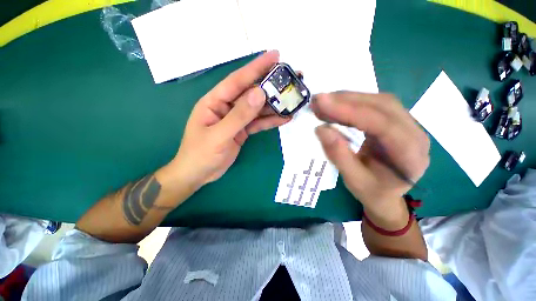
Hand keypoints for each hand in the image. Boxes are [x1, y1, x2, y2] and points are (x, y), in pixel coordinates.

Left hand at [170, 50, 289, 188]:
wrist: (199, 174)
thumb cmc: (201, 154)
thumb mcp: (219, 135)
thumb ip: (239, 115)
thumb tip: (259, 93)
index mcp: (215, 101)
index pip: (237, 80)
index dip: (256, 67)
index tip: (275, 56)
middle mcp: (227, 107)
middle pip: (251, 93)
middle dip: (270, 86)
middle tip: (290, 79)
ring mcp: (236, 119)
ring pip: (257, 109)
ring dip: (274, 105)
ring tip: (292, 101)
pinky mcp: (242, 130)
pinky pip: (258, 123)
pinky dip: (270, 121)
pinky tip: (284, 118)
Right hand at [311, 92, 429, 216]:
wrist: (387, 195)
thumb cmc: (372, 192)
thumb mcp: (353, 180)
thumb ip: (338, 155)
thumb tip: (320, 129)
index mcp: (410, 155)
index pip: (381, 124)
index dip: (349, 111)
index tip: (322, 103)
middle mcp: (415, 133)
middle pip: (382, 106)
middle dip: (346, 100)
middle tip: (318, 100)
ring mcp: (408, 124)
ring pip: (378, 101)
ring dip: (348, 99)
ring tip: (323, 102)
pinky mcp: (396, 121)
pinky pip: (375, 105)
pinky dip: (352, 102)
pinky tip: (336, 105)